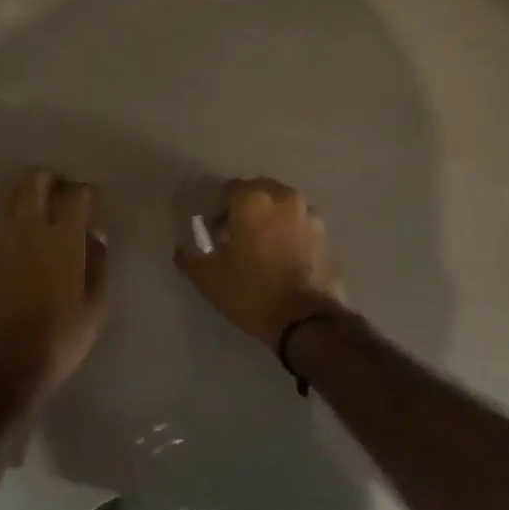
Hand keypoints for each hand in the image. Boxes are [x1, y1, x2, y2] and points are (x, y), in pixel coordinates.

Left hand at [0, 169, 108, 409]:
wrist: (2, 368)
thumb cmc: (59, 338)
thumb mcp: (97, 306)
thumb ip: (99, 264)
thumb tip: (94, 238)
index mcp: (63, 238)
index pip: (77, 193)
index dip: (88, 195)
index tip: (93, 208)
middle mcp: (29, 228)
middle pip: (36, 180)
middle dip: (53, 182)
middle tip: (63, 200)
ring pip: (10, 195)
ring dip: (27, 196)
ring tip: (39, 214)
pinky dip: (5, 221)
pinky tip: (14, 239)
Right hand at [174, 178, 346, 350]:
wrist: (306, 320)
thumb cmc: (252, 293)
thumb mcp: (209, 279)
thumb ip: (190, 257)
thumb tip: (183, 248)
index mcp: (253, 200)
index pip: (229, 189)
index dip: (218, 210)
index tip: (215, 235)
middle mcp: (283, 197)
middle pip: (258, 191)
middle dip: (246, 208)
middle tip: (237, 237)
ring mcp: (308, 213)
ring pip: (282, 205)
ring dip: (270, 217)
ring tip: (262, 247)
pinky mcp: (325, 233)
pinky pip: (300, 222)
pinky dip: (289, 230)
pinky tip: (284, 257)